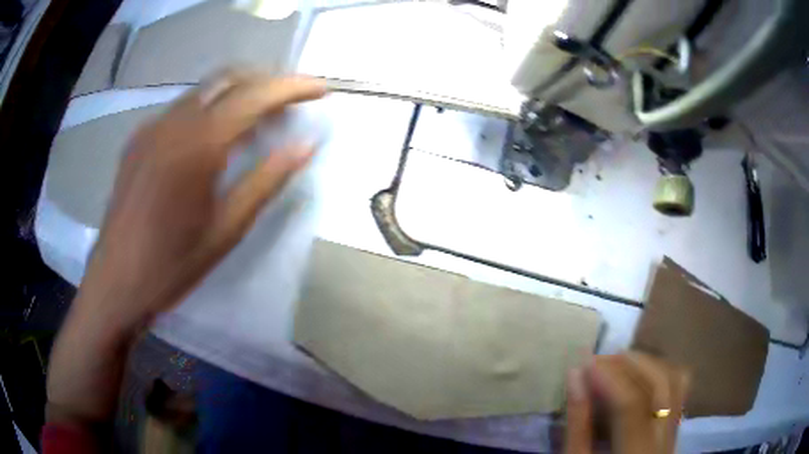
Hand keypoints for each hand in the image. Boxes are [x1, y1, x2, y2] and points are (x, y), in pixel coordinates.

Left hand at [47, 71, 325, 421]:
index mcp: (198, 144)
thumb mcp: (228, 229)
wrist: (115, 283)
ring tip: (258, 123)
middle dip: (266, 81)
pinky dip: (209, 110)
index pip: (256, 95)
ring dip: (238, 95)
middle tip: (291, 104)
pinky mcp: (139, 139)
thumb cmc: (172, 265)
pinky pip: (182, 108)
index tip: (322, 89)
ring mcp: (152, 127)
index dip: (293, 86)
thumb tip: (308, 144)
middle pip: (229, 78)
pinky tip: (214, 139)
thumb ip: (268, 179)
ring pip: (205, 90)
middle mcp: (174, 122)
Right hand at [564, 353, 689, 453]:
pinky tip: (640, 376)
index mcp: (636, 452)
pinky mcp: (675, 427)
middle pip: (662, 384)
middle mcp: (664, 439)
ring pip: (676, 381)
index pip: (631, 405)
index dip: (609, 377)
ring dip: (649, 365)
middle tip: (603, 358)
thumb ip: (577, 423)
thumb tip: (576, 376)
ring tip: (621, 363)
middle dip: (632, 364)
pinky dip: (660, 374)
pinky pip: (679, 389)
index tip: (586, 361)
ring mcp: (674, 431)